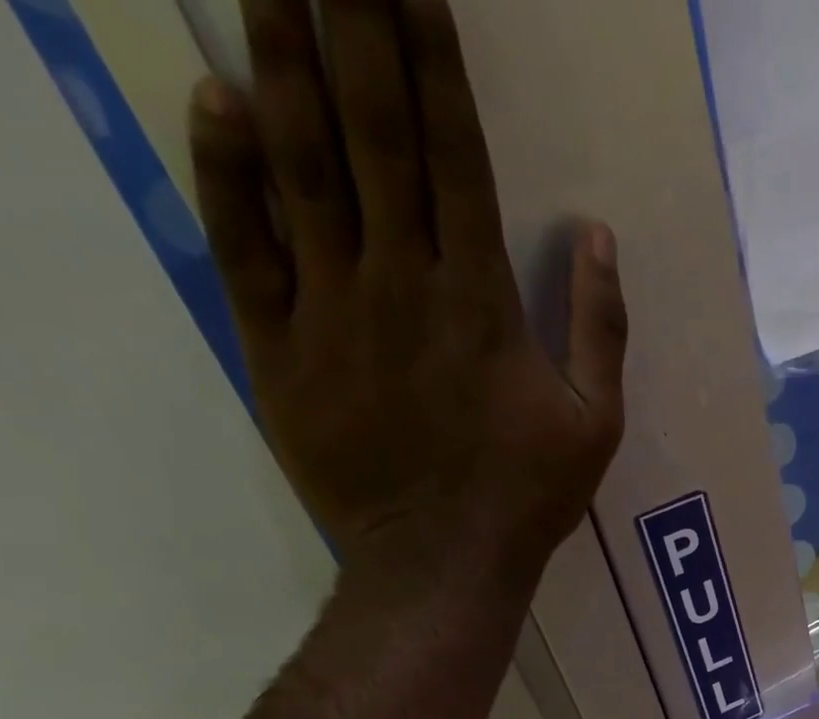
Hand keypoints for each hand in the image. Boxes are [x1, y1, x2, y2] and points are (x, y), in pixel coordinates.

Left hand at [187, 0, 626, 591]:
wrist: (441, 564)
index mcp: (483, 301)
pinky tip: (217, 101)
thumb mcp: (597, 426)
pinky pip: (243, 246)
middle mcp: (402, 283)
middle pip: (373, 132)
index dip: (432, 56)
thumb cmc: (526, 497)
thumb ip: (601, 331)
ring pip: (300, 167)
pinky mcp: (280, 350)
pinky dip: (225, 172)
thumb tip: (599, 236)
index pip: (455, 153)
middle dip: (352, 21)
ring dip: (281, 61)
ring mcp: (332, 312)